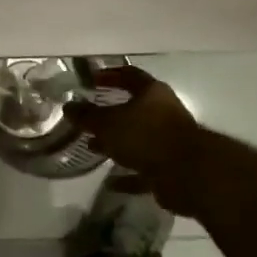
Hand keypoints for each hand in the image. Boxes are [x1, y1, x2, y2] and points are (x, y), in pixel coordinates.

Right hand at [67, 66, 203, 179]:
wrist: (187, 174)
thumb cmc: (145, 136)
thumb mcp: (107, 123)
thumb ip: (87, 115)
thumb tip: (68, 106)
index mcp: (152, 93)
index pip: (129, 75)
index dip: (109, 75)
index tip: (91, 79)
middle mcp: (164, 112)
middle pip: (134, 108)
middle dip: (110, 114)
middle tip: (88, 118)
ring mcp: (170, 141)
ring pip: (139, 139)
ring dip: (117, 143)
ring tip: (93, 147)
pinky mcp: (171, 167)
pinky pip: (145, 169)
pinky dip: (129, 175)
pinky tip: (111, 182)